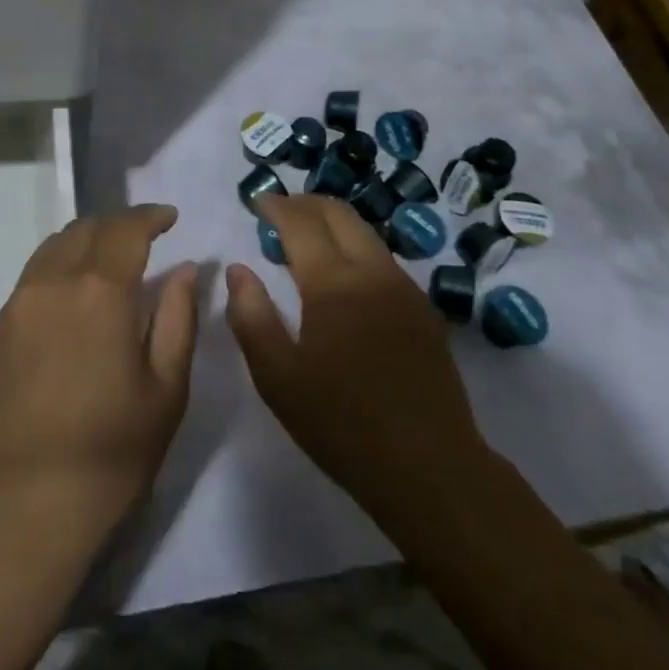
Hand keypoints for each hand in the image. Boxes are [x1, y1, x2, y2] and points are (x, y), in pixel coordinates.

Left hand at [0, 205, 198, 536]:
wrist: (15, 511)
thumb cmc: (107, 453)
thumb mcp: (164, 390)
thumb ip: (178, 319)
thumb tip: (184, 271)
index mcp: (99, 289)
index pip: (126, 228)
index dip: (151, 216)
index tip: (170, 218)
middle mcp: (53, 282)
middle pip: (86, 228)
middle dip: (119, 224)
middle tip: (144, 239)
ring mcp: (17, 305)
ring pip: (53, 248)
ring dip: (86, 240)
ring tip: (109, 262)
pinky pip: (33, 277)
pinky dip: (59, 267)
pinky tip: (73, 298)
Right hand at [225, 195, 486, 528]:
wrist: (430, 467)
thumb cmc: (342, 424)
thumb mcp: (278, 378)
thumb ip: (251, 316)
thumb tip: (238, 269)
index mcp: (334, 283)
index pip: (301, 222)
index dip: (277, 206)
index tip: (258, 201)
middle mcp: (373, 271)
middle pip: (339, 213)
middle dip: (306, 203)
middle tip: (280, 212)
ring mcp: (405, 288)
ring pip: (365, 233)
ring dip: (333, 224)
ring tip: (307, 241)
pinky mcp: (424, 309)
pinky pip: (383, 260)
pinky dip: (355, 249)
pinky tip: (344, 278)